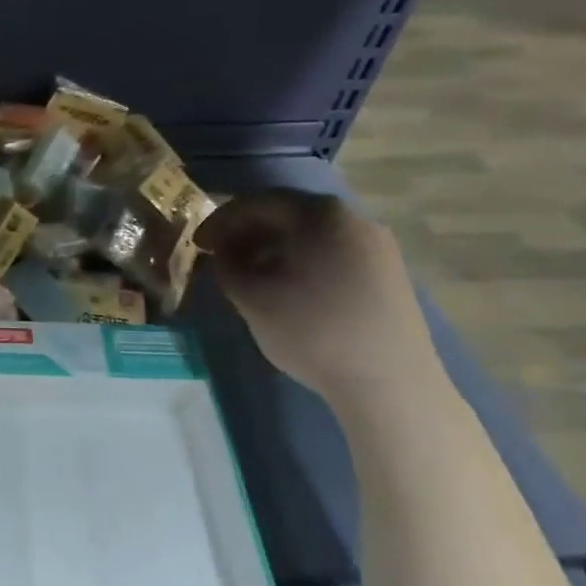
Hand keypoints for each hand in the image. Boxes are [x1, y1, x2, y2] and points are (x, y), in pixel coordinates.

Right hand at [196, 189, 442, 409]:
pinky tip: (286, 291)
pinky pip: (332, 255)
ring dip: (272, 250)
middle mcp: (354, 219)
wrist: (388, 382)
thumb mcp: (251, 297)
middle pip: (288, 215)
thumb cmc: (311, 329)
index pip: (258, 202)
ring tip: (248, 277)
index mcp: (320, 214)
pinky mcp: (387, 276)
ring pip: (311, 237)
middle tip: (219, 258)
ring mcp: (376, 248)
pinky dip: (300, 264)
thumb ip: (226, 266)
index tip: (198, 244)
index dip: (221, 221)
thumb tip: (221, 254)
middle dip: (247, 234)